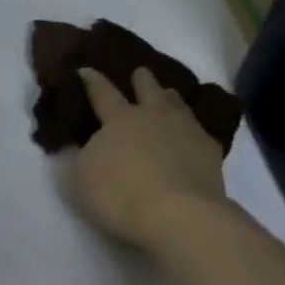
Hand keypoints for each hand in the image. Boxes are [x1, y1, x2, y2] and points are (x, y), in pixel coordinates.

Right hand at [71, 67, 228, 250]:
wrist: (179, 215)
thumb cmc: (120, 194)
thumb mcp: (81, 179)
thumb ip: (78, 157)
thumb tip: (74, 143)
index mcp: (119, 119)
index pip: (103, 93)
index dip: (92, 81)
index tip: (86, 70)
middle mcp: (154, 116)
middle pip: (148, 90)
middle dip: (142, 79)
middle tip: (140, 72)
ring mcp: (186, 130)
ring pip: (177, 104)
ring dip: (170, 98)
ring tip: (168, 95)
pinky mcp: (210, 150)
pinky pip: (200, 131)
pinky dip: (193, 128)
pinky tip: (193, 134)